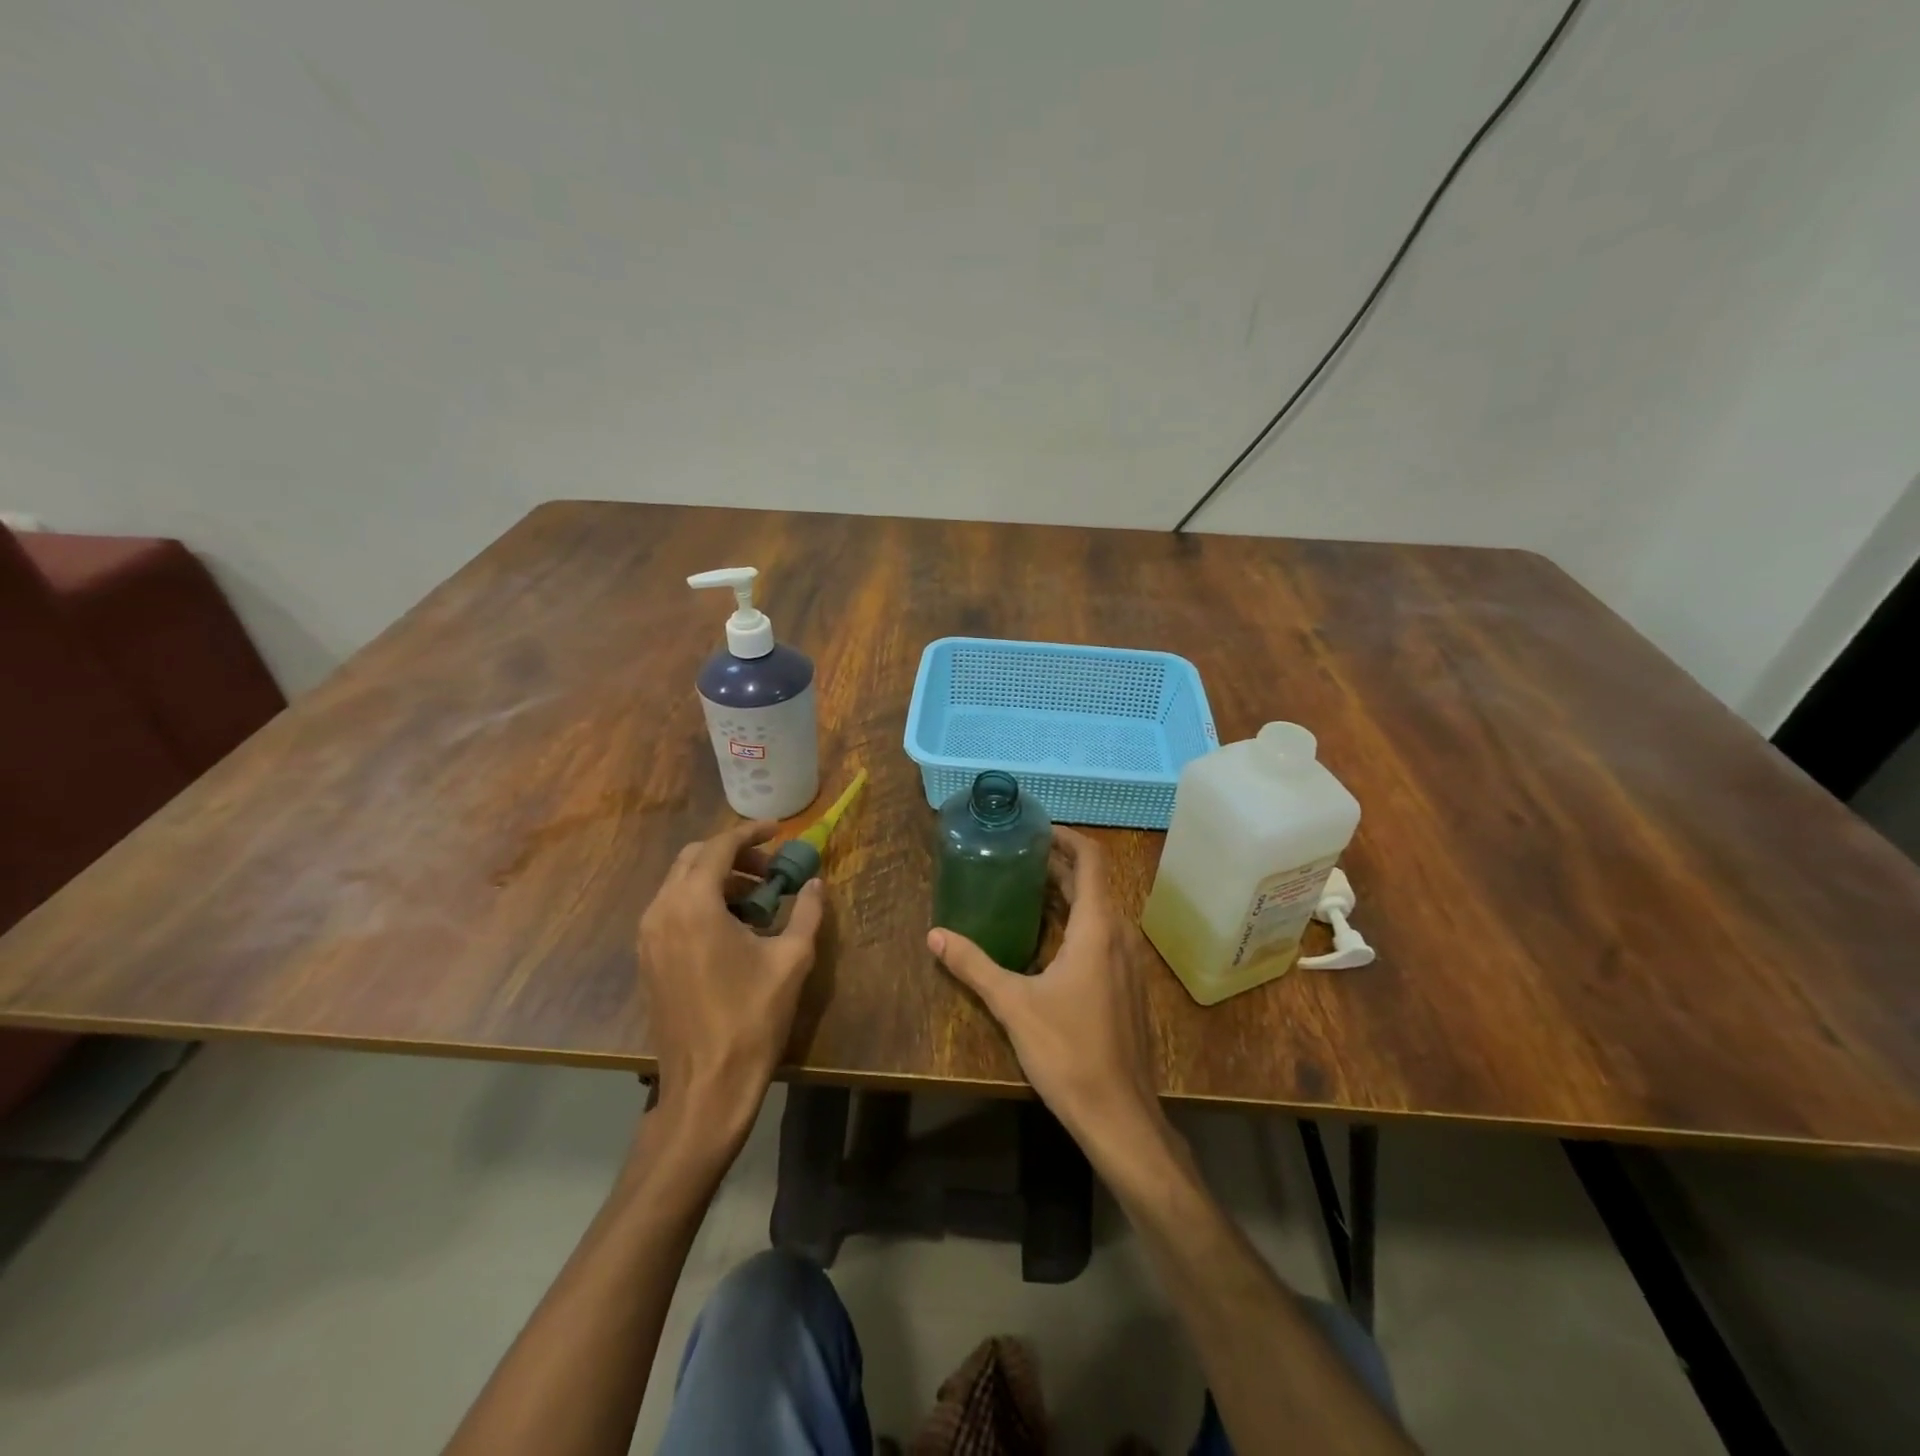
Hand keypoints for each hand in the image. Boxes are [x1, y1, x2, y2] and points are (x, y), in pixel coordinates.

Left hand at [638, 820, 825, 1145]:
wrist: (706, 1086)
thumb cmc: (752, 1018)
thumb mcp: (791, 960)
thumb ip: (806, 912)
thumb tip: (816, 883)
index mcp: (694, 904)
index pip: (719, 847)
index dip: (751, 833)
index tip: (779, 830)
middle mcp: (661, 911)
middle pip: (693, 858)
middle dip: (733, 854)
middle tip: (770, 866)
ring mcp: (648, 937)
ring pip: (679, 883)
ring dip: (717, 877)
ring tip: (757, 896)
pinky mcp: (647, 959)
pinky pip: (672, 909)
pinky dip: (701, 901)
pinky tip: (732, 925)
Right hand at [927, 827, 1164, 1155]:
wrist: (1120, 1114)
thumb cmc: (1068, 1052)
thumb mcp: (1012, 1005)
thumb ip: (973, 965)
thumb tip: (934, 935)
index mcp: (1097, 929)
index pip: (1092, 860)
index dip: (1067, 837)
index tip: (1036, 830)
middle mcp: (1119, 936)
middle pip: (1093, 883)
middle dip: (1058, 865)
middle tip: (1017, 857)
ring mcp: (1128, 963)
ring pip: (1099, 911)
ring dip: (1067, 894)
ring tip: (1026, 890)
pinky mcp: (1127, 986)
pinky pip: (1103, 936)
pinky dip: (1077, 922)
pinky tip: (1047, 941)